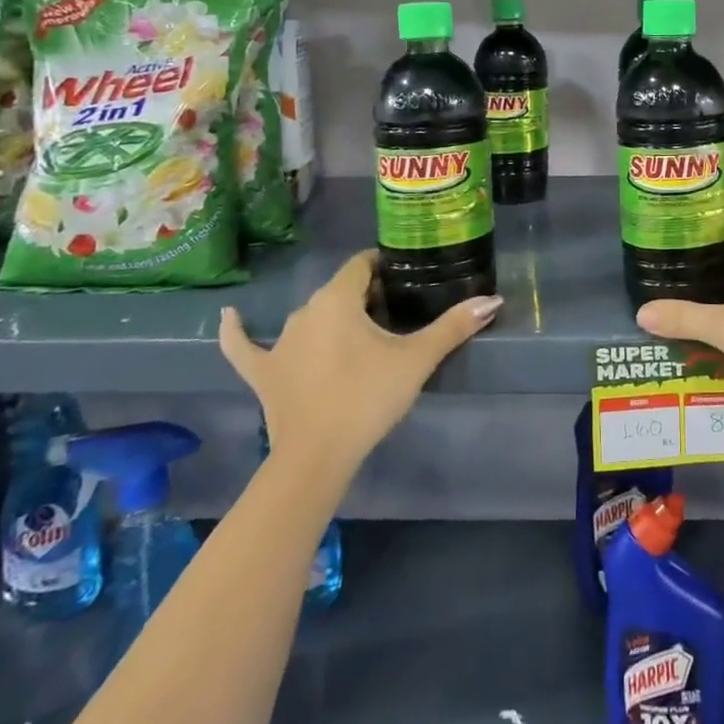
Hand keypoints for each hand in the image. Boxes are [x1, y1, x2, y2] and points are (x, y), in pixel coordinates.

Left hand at [219, 251, 500, 473]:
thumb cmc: (368, 398)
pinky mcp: (261, 371)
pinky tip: (230, 315)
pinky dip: (238, 331)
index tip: (404, 279)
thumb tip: (493, 299)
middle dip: (364, 296)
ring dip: (331, 318)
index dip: (384, 268)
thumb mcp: (417, 359)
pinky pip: (245, 346)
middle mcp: (305, 310)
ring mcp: (279, 342)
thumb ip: (454, 327)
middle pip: (339, 291)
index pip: (362, 266)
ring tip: (358, 332)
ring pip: (310, 316)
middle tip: (393, 313)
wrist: (317, 457)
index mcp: (338, 299)